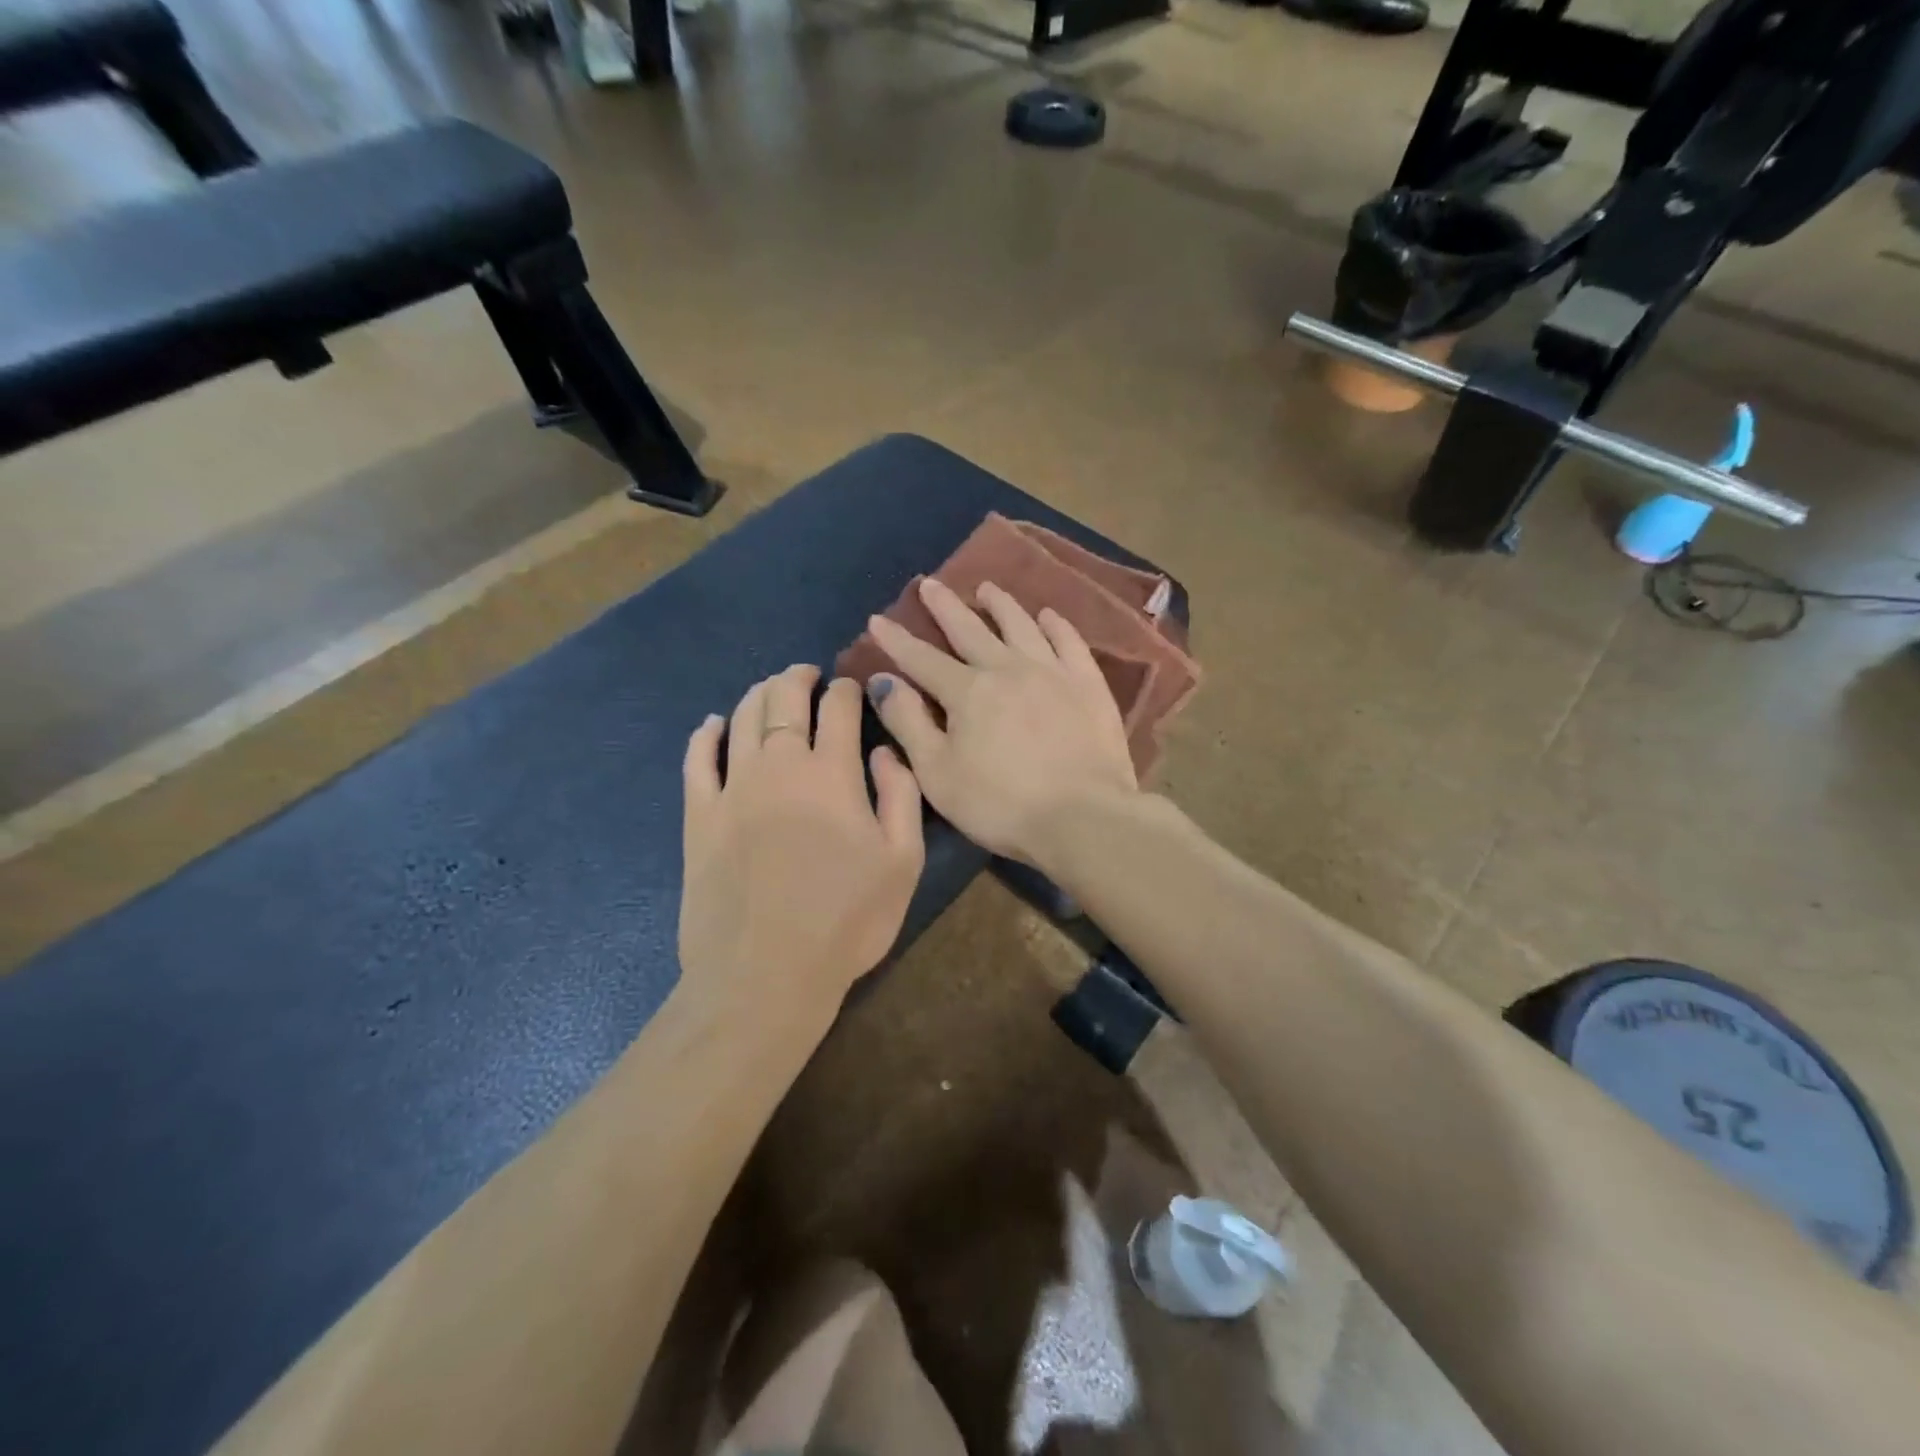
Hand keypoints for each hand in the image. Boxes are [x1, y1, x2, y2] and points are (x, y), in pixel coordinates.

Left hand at [679, 666, 924, 1018]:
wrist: (767, 973)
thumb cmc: (848, 919)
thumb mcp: (903, 860)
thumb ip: (902, 795)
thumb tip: (884, 750)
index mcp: (832, 772)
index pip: (838, 708)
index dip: (846, 689)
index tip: (850, 685)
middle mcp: (779, 765)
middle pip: (784, 699)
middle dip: (798, 678)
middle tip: (807, 674)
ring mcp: (732, 788)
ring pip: (743, 718)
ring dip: (759, 694)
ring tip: (770, 689)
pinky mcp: (699, 816)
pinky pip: (697, 759)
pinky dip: (706, 734)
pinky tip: (713, 724)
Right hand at [866, 579, 1137, 867]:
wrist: (1082, 817)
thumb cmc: (999, 804)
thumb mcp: (937, 773)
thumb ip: (908, 723)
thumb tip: (882, 681)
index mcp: (967, 691)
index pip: (922, 659)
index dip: (896, 640)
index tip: (877, 618)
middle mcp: (1007, 668)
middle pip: (970, 629)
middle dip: (945, 607)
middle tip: (930, 583)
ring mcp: (1052, 672)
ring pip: (1021, 625)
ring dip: (1001, 605)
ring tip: (987, 588)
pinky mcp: (1088, 685)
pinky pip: (1069, 642)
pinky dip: (1056, 625)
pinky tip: (1048, 615)